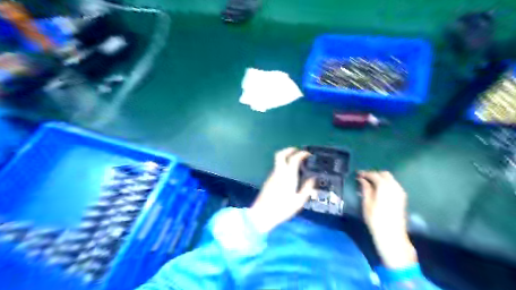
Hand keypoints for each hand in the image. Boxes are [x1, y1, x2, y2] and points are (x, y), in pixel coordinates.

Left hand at [245, 148, 313, 233]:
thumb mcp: (299, 201)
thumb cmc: (282, 209)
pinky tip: (288, 174)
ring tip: (295, 163)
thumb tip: (313, 179)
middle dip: (289, 150)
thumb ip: (307, 188)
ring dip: (286, 158)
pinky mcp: (268, 180)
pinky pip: (276, 168)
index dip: (301, 154)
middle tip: (298, 151)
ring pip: (278, 161)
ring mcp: (272, 175)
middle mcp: (278, 172)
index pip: (294, 158)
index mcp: (288, 176)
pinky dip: (283, 166)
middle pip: (281, 154)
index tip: (308, 154)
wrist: (262, 214)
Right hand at [360, 171, 417, 267]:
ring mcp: (400, 192)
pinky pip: (394, 185)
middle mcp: (395, 186)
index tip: (357, 175)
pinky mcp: (402, 198)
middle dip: (374, 174)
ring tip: (370, 184)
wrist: (391, 235)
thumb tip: (362, 179)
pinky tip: (379, 189)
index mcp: (384, 187)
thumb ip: (365, 188)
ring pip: (390, 179)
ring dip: (381, 178)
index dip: (365, 173)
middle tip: (364, 178)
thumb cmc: (375, 219)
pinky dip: (386, 184)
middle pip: (384, 174)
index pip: (374, 175)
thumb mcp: (366, 203)